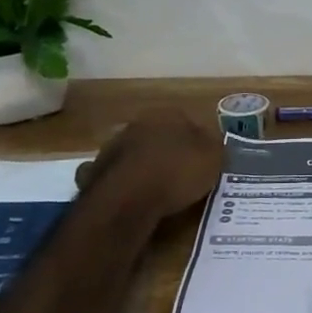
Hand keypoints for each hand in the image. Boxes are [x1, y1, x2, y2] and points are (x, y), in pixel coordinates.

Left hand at [77, 108, 221, 219]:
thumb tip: (212, 142)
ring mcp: (114, 146)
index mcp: (167, 113)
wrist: (128, 198)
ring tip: (159, 189)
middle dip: (169, 151)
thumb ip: (214, 146)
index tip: (205, 160)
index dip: (199, 141)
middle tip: (183, 174)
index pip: (188, 121)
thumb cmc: (177, 172)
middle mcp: (138, 123)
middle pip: (160, 135)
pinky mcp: (97, 171)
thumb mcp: (213, 158)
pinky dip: (126, 183)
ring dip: (145, 165)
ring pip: (137, 153)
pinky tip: (135, 198)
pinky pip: (119, 175)